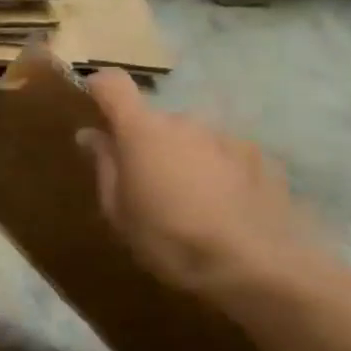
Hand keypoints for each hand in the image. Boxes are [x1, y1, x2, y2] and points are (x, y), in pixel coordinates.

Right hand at [77, 70, 324, 299]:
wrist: (259, 266)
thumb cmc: (169, 238)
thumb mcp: (118, 210)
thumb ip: (104, 165)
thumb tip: (91, 135)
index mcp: (143, 131)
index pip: (113, 84)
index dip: (97, 86)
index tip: (88, 100)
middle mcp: (185, 122)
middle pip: (153, 119)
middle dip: (143, 140)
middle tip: (139, 180)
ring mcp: (227, 137)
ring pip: (190, 137)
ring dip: (180, 156)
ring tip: (183, 199)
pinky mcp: (262, 158)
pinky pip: (223, 154)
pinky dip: (214, 170)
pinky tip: (219, 206)